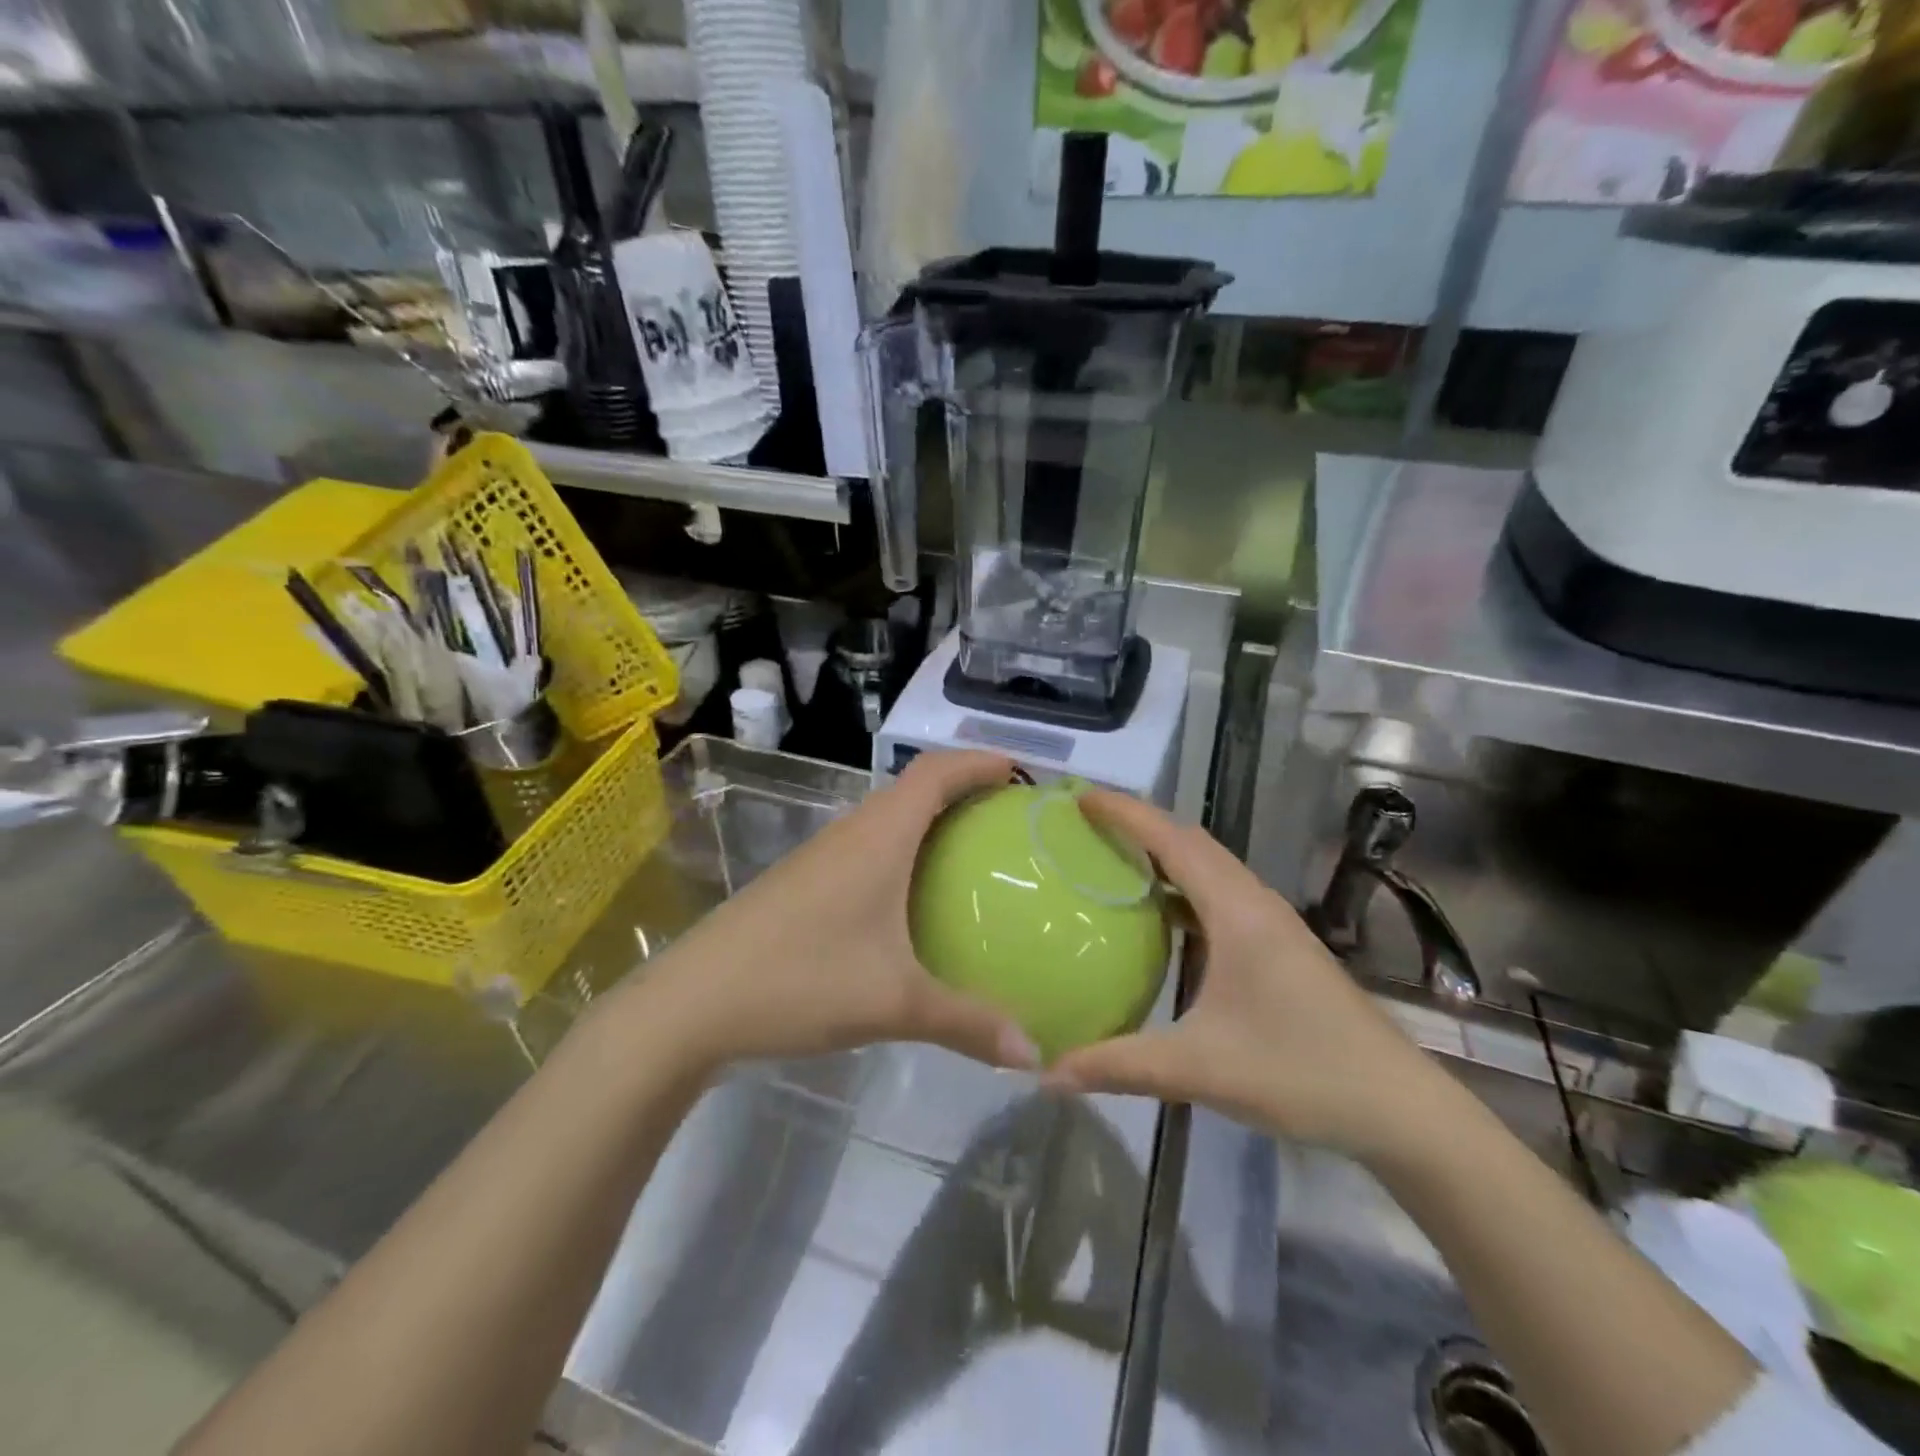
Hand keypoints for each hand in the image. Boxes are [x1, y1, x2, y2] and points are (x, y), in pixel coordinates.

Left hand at [632, 751, 1040, 1073]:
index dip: (979, 762)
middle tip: (1010, 817)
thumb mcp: (893, 1003)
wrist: (691, 1002)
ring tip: (974, 853)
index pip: (935, 772)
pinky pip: (868, 848)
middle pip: (915, 788)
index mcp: (878, 836)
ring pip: (888, 819)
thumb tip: (1033, 1052)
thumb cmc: (798, 980)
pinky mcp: (804, 883)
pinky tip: (914, 900)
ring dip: (931, 821)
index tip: (1022, 772)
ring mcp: (822, 856)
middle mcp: (851, 833)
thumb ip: (966, 1022)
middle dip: (964, 789)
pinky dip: (904, 852)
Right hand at [1046, 792, 1453, 1164]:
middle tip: (1087, 826)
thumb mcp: (1201, 1069)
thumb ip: (1120, 1066)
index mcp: (1237, 912)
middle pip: (1191, 842)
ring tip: (1113, 859)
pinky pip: (1220, 896)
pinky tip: (1160, 918)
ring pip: (1209, 867)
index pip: (1172, 841)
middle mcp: (1255, 903)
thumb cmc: (1301, 1074)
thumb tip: (1049, 1074)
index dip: (1125, 813)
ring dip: (1164, 854)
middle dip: (1139, 824)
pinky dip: (1183, 889)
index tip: (1080, 798)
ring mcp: (1272, 924)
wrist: (1399, 1108)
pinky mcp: (1279, 946)